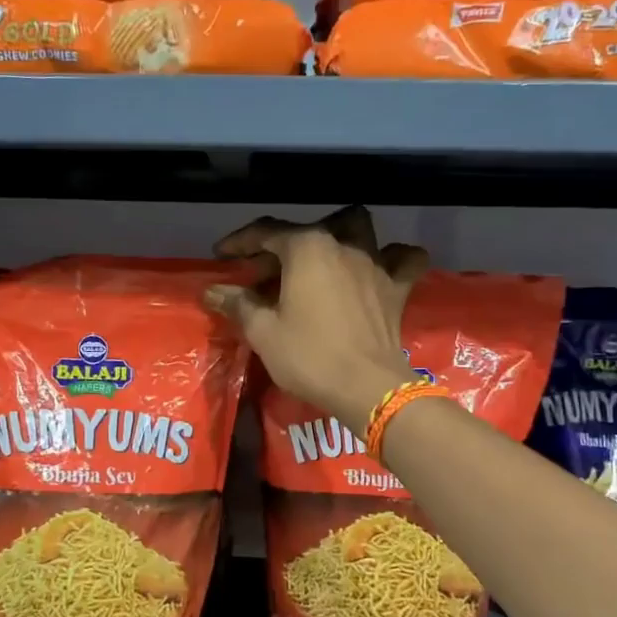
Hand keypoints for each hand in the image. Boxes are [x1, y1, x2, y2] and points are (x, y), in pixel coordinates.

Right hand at [206, 206, 428, 428]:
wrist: (367, 387)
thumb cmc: (309, 356)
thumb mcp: (263, 332)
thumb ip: (238, 304)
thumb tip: (213, 291)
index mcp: (307, 248)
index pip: (266, 232)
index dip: (239, 242)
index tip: (221, 256)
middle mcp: (343, 244)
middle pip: (308, 231)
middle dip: (282, 245)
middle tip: (265, 273)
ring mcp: (375, 263)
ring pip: (359, 229)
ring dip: (338, 234)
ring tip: (321, 257)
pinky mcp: (397, 288)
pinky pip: (404, 259)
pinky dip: (394, 257)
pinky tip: (382, 266)